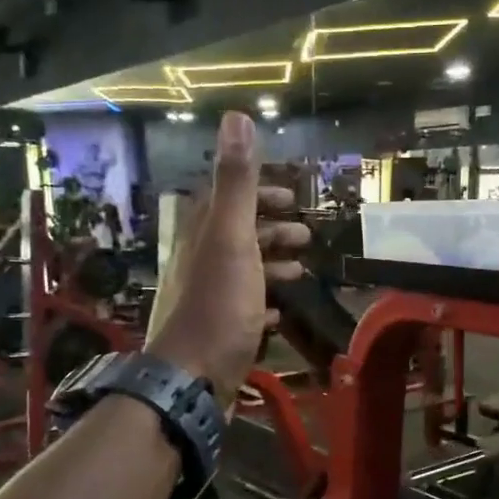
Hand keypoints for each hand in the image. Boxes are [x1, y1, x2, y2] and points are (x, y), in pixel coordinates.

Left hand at [147, 113, 309, 400]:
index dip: (257, 192)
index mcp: (203, 237)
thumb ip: (237, 184)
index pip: (226, 200)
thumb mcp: (231, 239)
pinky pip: (243, 310)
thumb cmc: (218, 307)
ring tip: (302, 271)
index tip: (290, 195)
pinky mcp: (218, 334)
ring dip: (271, 266)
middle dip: (271, 230)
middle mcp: (200, 265)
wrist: (192, 381)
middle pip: (236, 237)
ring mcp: (208, 302)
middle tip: (306, 235)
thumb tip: (236, 117)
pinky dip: (264, 303)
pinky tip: (280, 313)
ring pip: (242, 273)